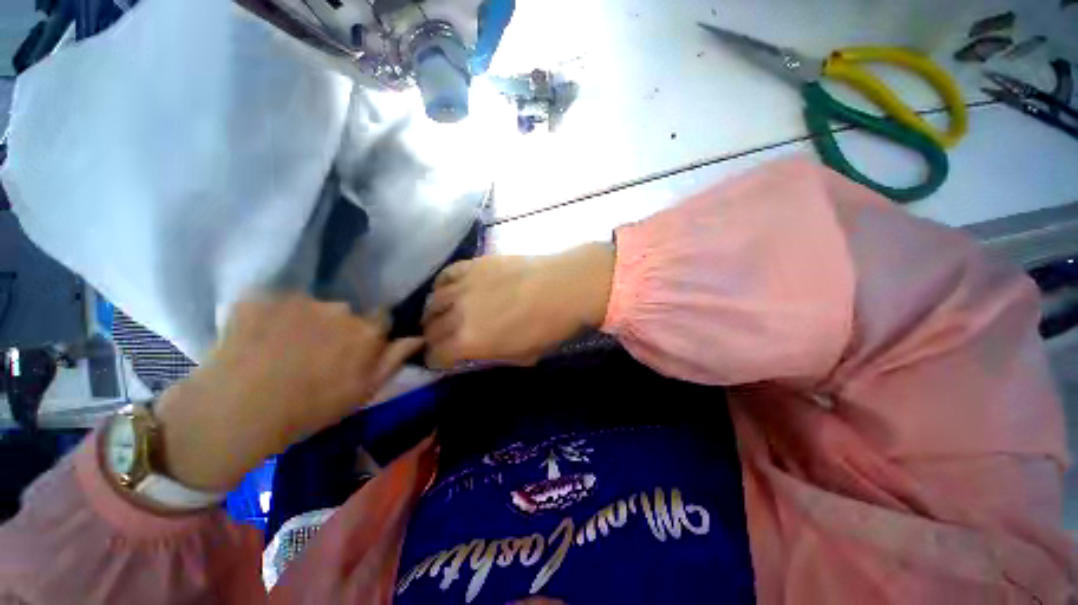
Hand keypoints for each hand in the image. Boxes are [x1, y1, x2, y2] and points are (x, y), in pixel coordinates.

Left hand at [154, 295, 422, 492]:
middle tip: (313, 354)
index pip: (381, 318)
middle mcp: (340, 308)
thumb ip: (394, 359)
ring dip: (302, 321)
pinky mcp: (261, 297)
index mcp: (366, 330)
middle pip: (345, 312)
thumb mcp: (363, 391)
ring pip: (310, 305)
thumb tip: (418, 337)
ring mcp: (298, 300)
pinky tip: (255, 339)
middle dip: (337, 327)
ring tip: (280, 348)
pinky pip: (274, 302)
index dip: (368, 334)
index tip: (353, 351)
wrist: (236, 414)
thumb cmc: (309, 410)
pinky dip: (268, 316)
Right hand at [423, 243, 614, 368]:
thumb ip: (491, 355)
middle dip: (433, 338)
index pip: (435, 355)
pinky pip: (444, 276)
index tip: (443, 359)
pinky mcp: (472, 264)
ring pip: (432, 302)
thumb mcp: (522, 355)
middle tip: (445, 338)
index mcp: (470, 341)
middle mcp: (458, 313)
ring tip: (445, 315)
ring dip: (434, 313)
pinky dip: (442, 286)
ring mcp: (463, 285)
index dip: (436, 360)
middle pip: (430, 328)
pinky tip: (451, 291)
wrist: (565, 287)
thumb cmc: (549, 327)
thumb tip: (475, 353)